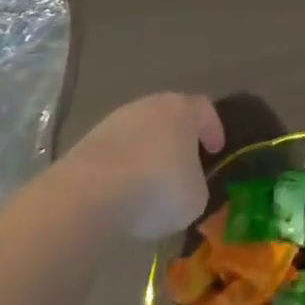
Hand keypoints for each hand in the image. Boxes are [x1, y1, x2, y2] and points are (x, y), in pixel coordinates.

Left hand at [67, 93, 224, 239]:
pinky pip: (115, 152)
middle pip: (170, 116)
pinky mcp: (87, 142)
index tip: (216, 150)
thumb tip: (186, 188)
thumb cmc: (156, 189)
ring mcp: (116, 121)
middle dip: (178, 138)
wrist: (89, 194)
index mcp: (183, 110)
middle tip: (183, 163)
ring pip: (140, 132)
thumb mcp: (194, 198)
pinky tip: (121, 191)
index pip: (205, 110)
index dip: (213, 129)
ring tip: (149, 182)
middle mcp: (151, 105)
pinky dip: (122, 167)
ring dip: (147, 152)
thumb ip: (196, 186)